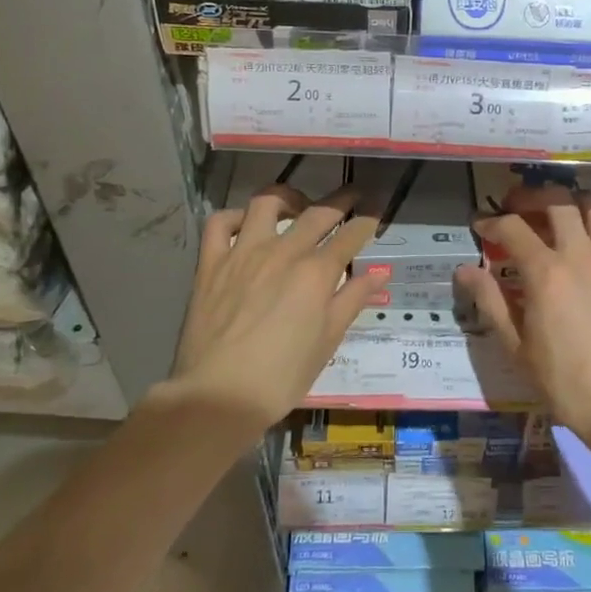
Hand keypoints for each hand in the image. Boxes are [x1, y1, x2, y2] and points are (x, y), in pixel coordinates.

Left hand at [167, 183, 387, 429]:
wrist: (220, 395)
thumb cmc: (282, 376)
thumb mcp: (327, 341)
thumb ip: (352, 300)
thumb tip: (379, 274)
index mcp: (315, 273)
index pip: (350, 235)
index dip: (367, 221)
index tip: (376, 212)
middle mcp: (283, 252)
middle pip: (318, 212)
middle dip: (341, 200)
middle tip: (352, 196)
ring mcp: (243, 253)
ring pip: (267, 202)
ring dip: (288, 197)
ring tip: (297, 206)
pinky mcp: (211, 263)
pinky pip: (220, 223)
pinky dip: (235, 216)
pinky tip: (245, 225)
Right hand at [454, 184, 590, 449]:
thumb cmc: (565, 382)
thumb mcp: (517, 347)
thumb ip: (490, 301)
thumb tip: (464, 270)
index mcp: (545, 272)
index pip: (512, 228)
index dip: (491, 221)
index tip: (480, 226)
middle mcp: (581, 254)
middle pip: (557, 200)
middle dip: (531, 196)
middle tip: (518, 207)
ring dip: (575, 201)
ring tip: (561, 213)